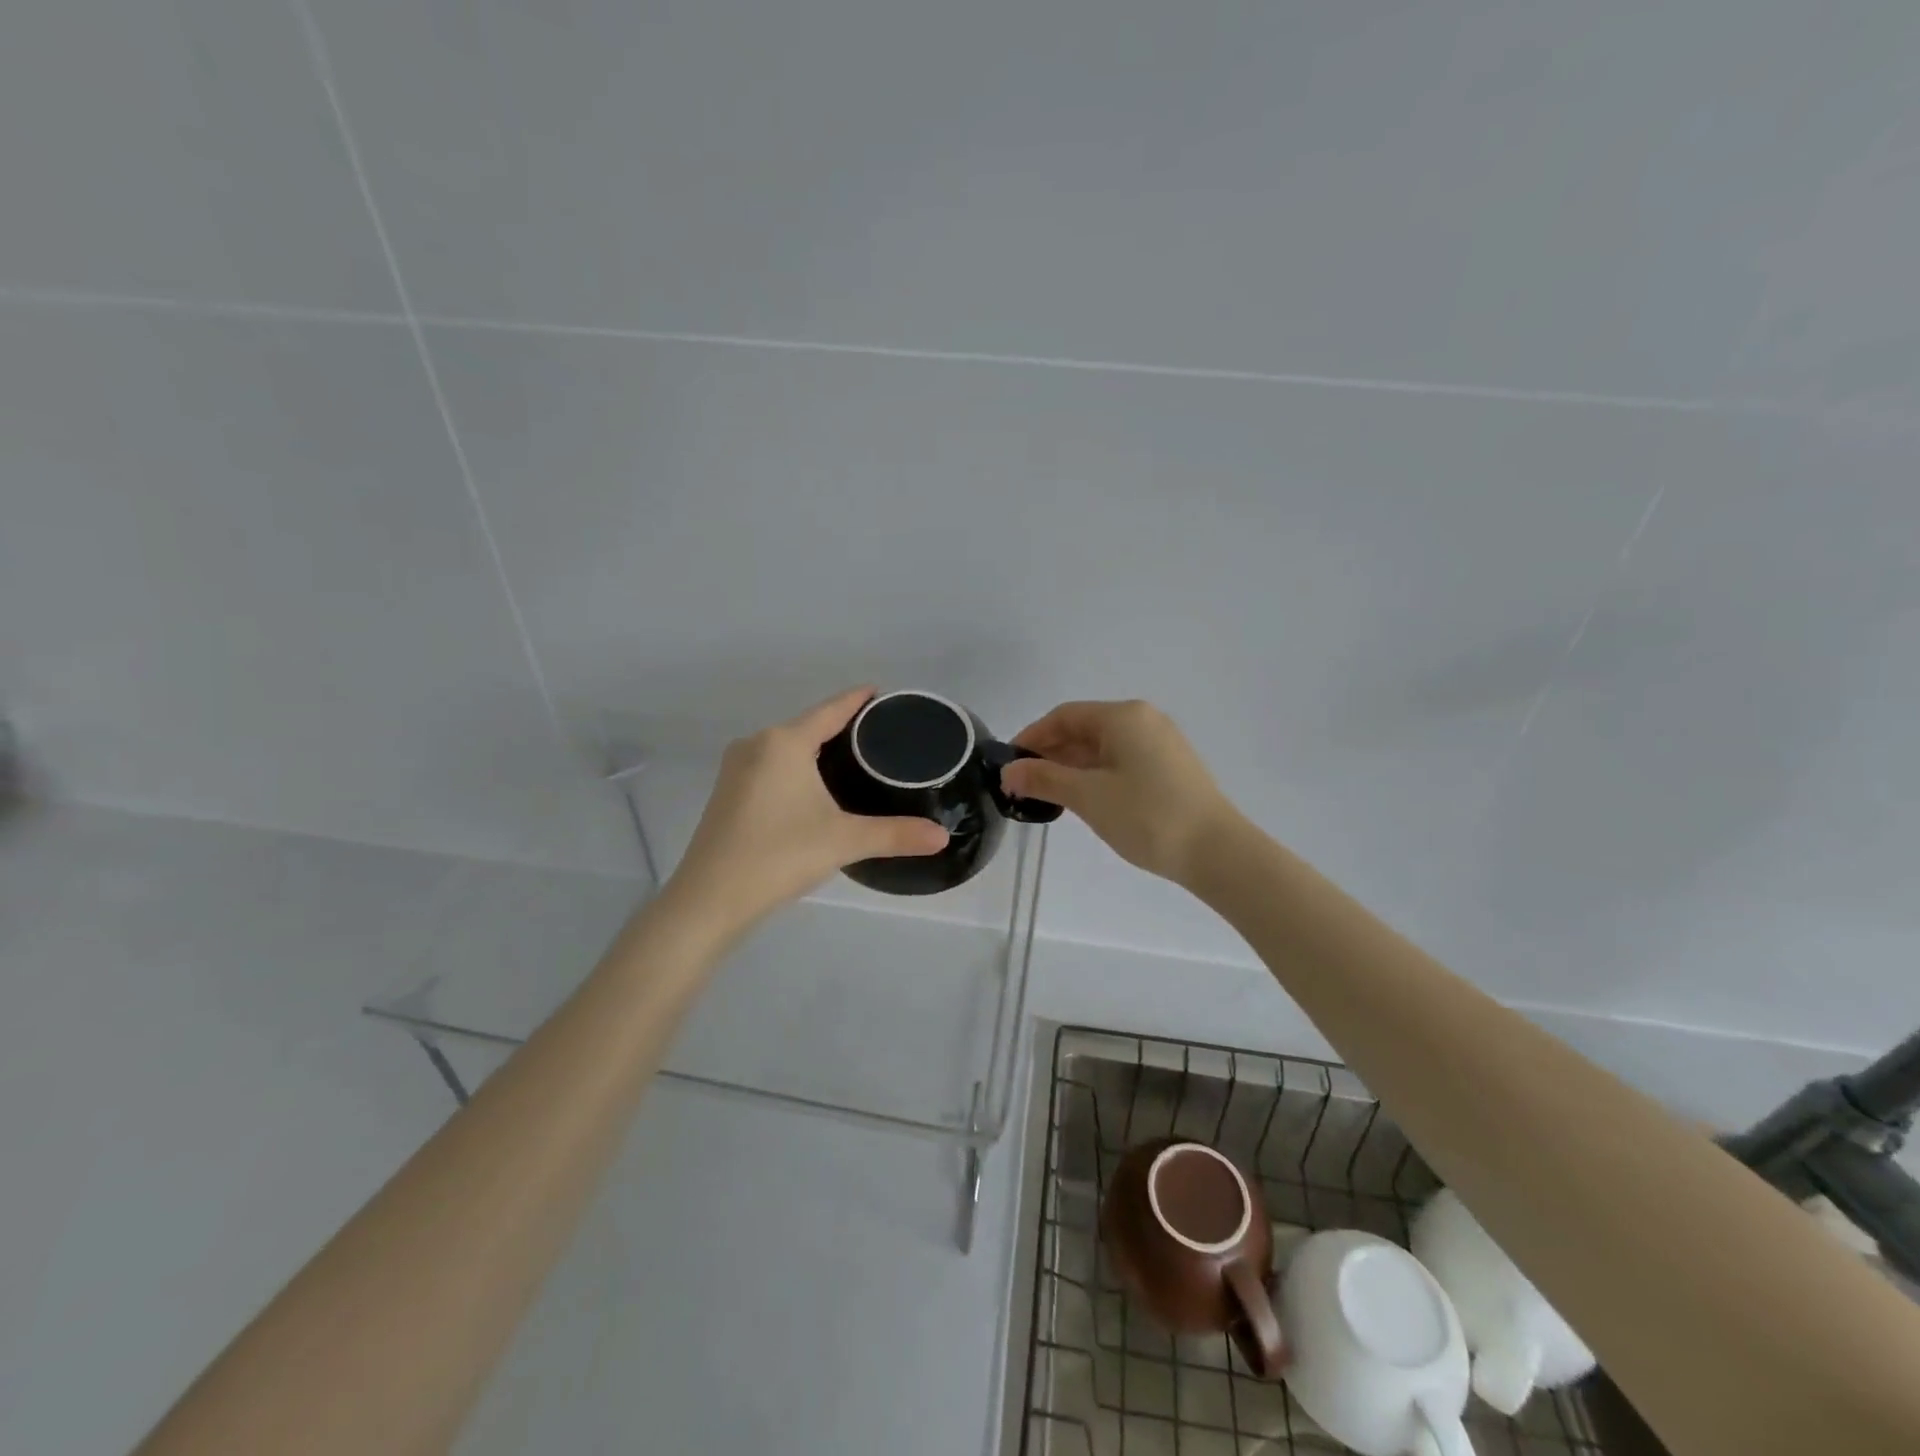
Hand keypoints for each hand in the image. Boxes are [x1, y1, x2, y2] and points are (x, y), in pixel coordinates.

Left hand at [665, 687, 950, 932]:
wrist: (709, 900)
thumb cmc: (779, 856)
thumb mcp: (844, 841)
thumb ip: (895, 835)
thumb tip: (942, 836)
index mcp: (784, 742)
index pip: (831, 709)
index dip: (858, 699)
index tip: (883, 693)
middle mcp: (757, 744)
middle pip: (809, 725)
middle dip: (842, 727)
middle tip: (882, 738)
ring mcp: (736, 768)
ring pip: (787, 746)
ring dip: (817, 749)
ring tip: (856, 760)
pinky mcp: (727, 791)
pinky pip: (771, 765)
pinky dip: (797, 767)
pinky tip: (816, 788)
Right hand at [999, 700, 1236, 885]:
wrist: (1217, 852)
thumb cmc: (1147, 816)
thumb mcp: (1088, 796)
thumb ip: (1044, 779)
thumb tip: (1009, 772)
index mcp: (1123, 716)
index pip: (1064, 716)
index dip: (1032, 737)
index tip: (1009, 764)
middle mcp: (1143, 720)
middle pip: (1084, 729)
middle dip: (1051, 754)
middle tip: (1023, 785)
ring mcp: (1161, 744)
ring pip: (1103, 747)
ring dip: (1072, 767)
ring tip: (1048, 796)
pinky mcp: (1170, 768)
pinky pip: (1122, 761)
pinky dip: (1096, 775)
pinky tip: (1084, 799)